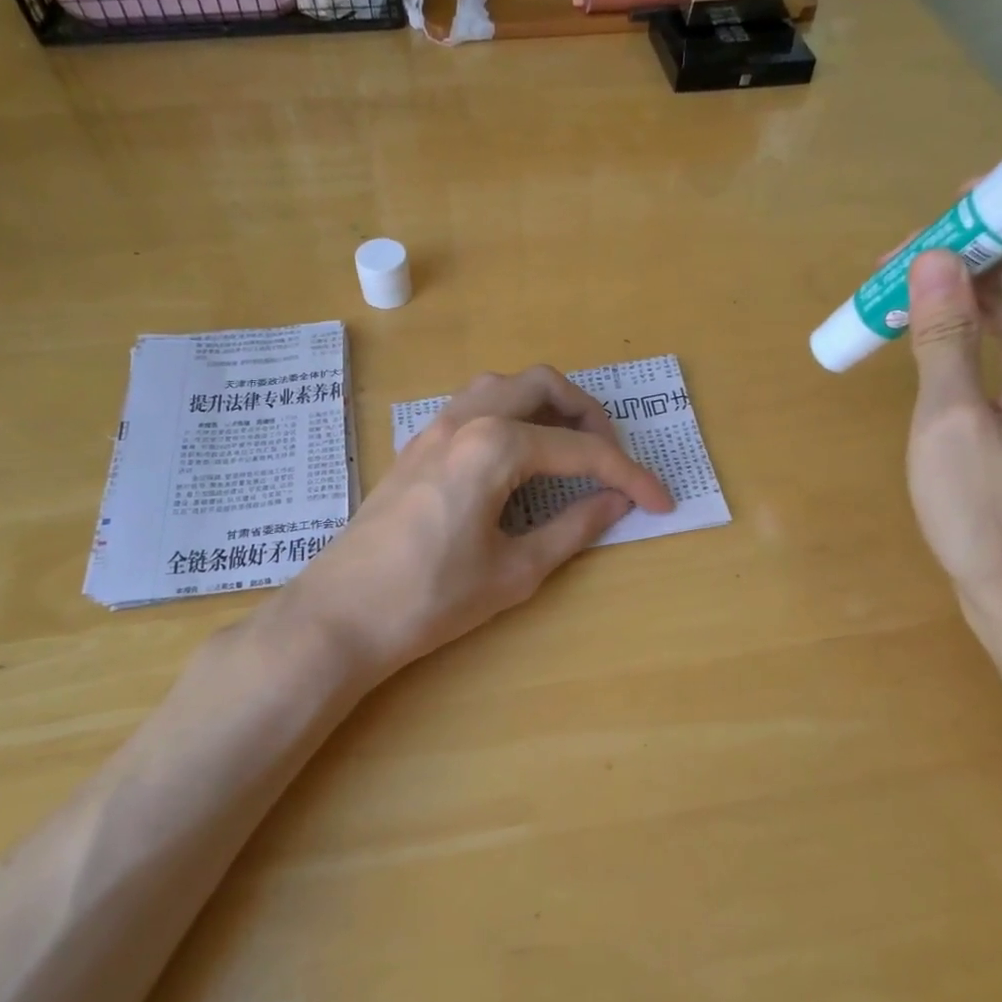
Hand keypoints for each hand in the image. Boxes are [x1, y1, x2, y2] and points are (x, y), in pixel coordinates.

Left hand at [286, 366, 673, 679]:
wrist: (340, 616)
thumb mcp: (514, 571)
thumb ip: (573, 529)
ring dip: (545, 406)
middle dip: (588, 414)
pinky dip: (510, 416)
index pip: (581, 450)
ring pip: (503, 386)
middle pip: (541, 385)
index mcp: (495, 446)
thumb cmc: (431, 599)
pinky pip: (474, 406)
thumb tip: (616, 503)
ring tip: (569, 449)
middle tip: (611, 457)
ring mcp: (433, 428)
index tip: (660, 502)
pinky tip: (518, 459)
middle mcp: (465, 419)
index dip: (629, 475)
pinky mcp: (416, 446)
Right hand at [901, 172, 1001, 627]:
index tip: (958, 204)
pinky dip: (967, 321)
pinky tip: (918, 331)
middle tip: (896, 262)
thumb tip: (931, 261)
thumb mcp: (950, 427)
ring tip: (892, 293)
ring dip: (963, 281)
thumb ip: (944, 340)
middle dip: (974, 241)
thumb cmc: (991, 519)